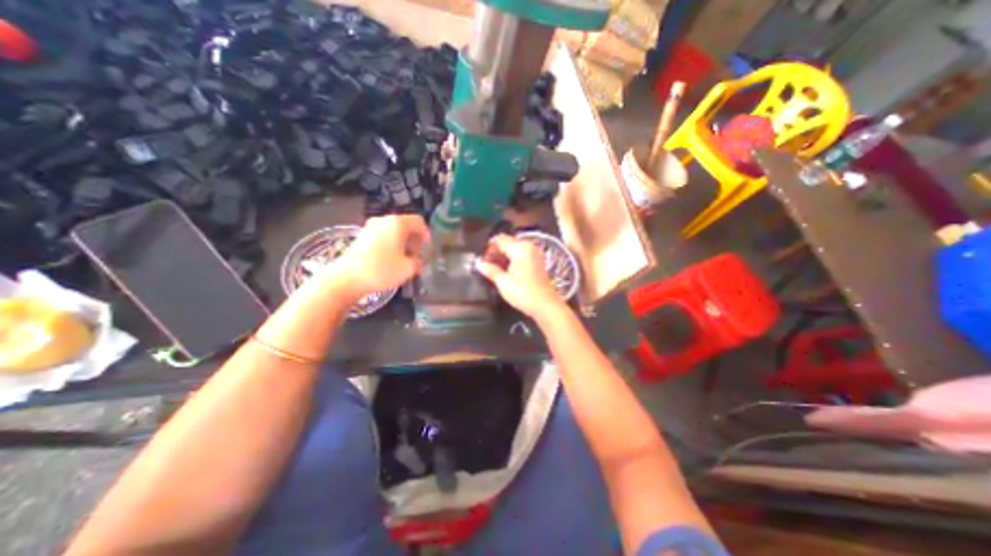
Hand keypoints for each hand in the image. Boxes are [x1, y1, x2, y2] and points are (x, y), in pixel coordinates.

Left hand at [326, 212, 430, 298]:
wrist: (347, 278)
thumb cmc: (382, 270)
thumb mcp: (408, 269)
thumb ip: (417, 263)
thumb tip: (417, 262)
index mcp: (398, 223)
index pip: (418, 221)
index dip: (425, 234)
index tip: (426, 248)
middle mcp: (384, 220)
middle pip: (405, 225)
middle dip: (414, 239)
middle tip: (416, 255)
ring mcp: (370, 227)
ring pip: (393, 231)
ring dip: (402, 242)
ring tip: (404, 259)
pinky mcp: (361, 236)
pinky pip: (382, 236)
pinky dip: (390, 244)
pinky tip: (390, 260)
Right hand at [478, 234, 568, 317]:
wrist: (546, 306)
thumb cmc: (525, 294)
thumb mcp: (504, 283)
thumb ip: (490, 271)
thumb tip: (479, 264)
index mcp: (520, 248)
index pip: (499, 240)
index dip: (488, 249)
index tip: (483, 261)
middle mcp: (529, 247)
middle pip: (507, 242)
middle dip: (495, 252)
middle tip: (487, 266)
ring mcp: (534, 253)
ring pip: (513, 248)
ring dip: (503, 257)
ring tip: (495, 271)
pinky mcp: (537, 261)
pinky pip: (521, 254)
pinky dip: (512, 260)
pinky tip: (506, 272)